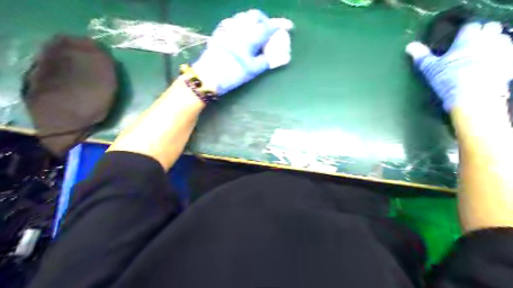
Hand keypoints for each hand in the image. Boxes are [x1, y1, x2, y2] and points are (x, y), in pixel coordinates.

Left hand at [192, 9, 291, 93]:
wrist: (207, 76)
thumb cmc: (233, 73)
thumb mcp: (253, 70)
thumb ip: (265, 61)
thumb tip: (272, 57)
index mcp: (250, 37)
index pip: (269, 27)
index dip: (280, 25)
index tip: (288, 26)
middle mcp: (240, 27)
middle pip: (256, 15)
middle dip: (265, 20)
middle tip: (269, 30)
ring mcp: (228, 27)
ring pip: (244, 16)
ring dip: (253, 20)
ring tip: (256, 31)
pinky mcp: (219, 31)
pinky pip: (234, 21)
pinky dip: (242, 24)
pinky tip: (241, 34)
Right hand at [407, 22, 512, 110]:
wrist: (472, 97)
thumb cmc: (449, 80)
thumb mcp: (431, 69)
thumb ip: (422, 56)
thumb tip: (409, 46)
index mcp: (468, 39)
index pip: (471, 26)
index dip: (465, 31)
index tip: (459, 39)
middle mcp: (489, 40)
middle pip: (491, 27)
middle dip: (484, 33)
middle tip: (473, 45)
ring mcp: (503, 50)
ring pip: (503, 39)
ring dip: (495, 43)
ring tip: (484, 54)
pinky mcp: (511, 63)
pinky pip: (509, 54)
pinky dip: (503, 57)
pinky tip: (494, 65)